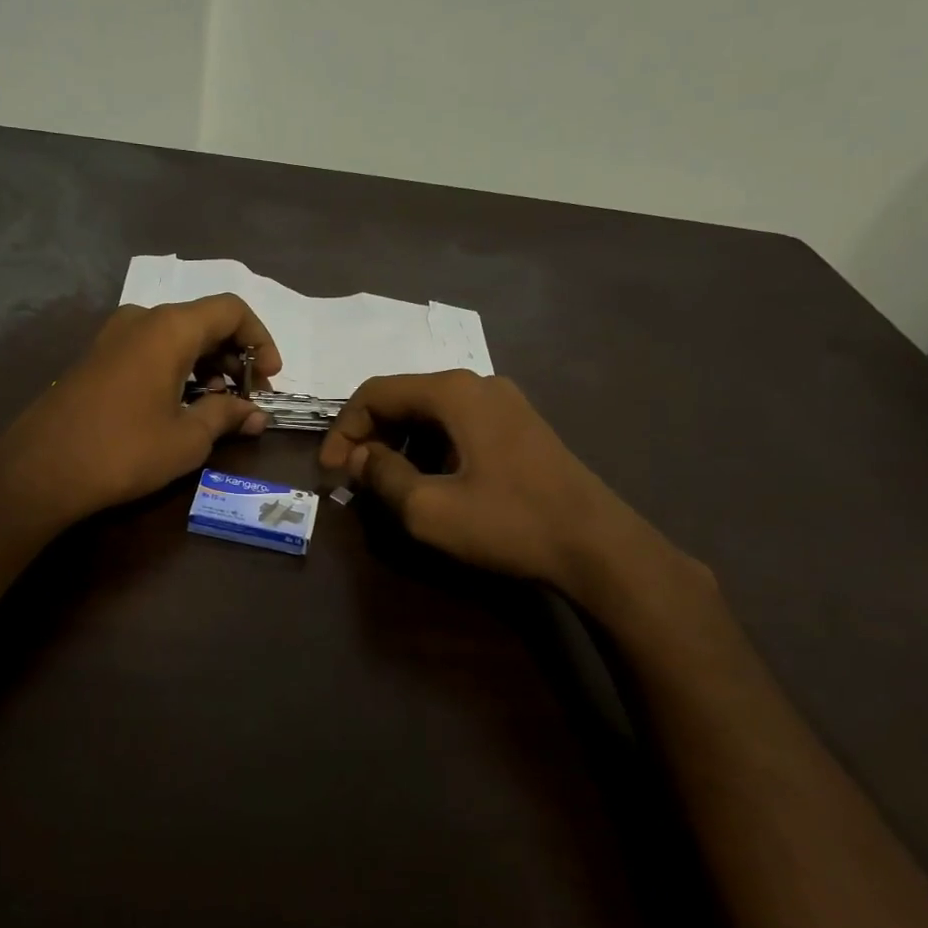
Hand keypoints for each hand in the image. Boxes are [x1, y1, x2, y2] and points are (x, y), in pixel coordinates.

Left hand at [0, 295, 282, 530]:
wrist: (39, 470)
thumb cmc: (123, 450)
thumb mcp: (187, 438)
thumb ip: (227, 416)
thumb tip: (256, 415)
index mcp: (170, 328)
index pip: (232, 310)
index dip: (260, 340)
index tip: (269, 379)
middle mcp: (142, 320)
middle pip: (205, 322)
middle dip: (235, 357)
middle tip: (247, 400)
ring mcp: (114, 336)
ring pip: (177, 337)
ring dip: (206, 366)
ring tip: (215, 409)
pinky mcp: (97, 357)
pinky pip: (151, 350)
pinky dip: (177, 370)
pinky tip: (180, 408)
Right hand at [317, 371, 705, 623]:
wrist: (597, 544)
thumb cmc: (508, 523)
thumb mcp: (429, 509)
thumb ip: (381, 477)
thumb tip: (357, 458)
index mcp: (453, 392)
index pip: (376, 392)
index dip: (344, 428)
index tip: (330, 470)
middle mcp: (477, 383)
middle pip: (403, 397)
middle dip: (370, 435)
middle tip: (353, 477)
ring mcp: (504, 402)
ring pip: (430, 412)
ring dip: (399, 443)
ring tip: (388, 484)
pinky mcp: (519, 424)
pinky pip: (457, 424)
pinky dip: (430, 446)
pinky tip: (431, 480)